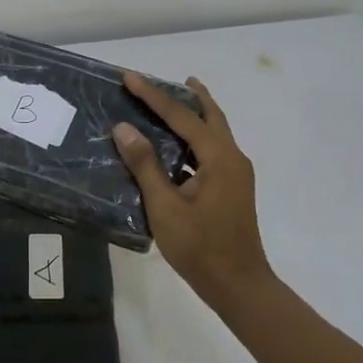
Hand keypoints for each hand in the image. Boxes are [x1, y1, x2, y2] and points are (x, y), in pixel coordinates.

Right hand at [112, 74, 272, 308]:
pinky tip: (174, 148)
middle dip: (189, 96)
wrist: (238, 286)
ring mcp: (235, 175)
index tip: (130, 76)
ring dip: (193, 117)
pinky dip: (193, 140)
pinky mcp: (230, 189)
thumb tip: (124, 128)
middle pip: (210, 116)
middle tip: (168, 79)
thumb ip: (145, 165)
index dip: (153, 95)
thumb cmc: (200, 248)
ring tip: (169, 104)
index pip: (182, 117)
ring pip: (213, 134)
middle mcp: (232, 159)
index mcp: (220, 158)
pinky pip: (211, 152)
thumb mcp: (165, 207)